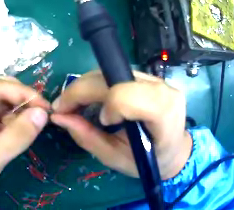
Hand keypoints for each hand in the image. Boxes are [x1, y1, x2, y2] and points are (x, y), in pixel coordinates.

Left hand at [0, 78, 49, 198]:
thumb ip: (20, 134)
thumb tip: (44, 113)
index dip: (25, 95)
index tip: (47, 109)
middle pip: (1, 89)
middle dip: (22, 104)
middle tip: (41, 119)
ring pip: (4, 99)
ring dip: (18, 113)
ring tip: (25, 132)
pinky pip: (1, 110)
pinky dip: (12, 120)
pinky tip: (13, 133)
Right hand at [51, 71, 191, 179]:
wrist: (174, 149)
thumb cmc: (149, 162)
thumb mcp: (117, 159)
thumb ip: (88, 138)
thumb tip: (58, 117)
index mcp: (163, 113)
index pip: (128, 94)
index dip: (108, 105)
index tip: (100, 121)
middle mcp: (162, 88)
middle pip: (113, 77)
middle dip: (81, 90)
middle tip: (62, 108)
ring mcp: (157, 79)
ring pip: (111, 71)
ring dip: (87, 86)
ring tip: (75, 104)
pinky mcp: (150, 76)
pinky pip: (117, 74)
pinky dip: (98, 85)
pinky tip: (93, 99)